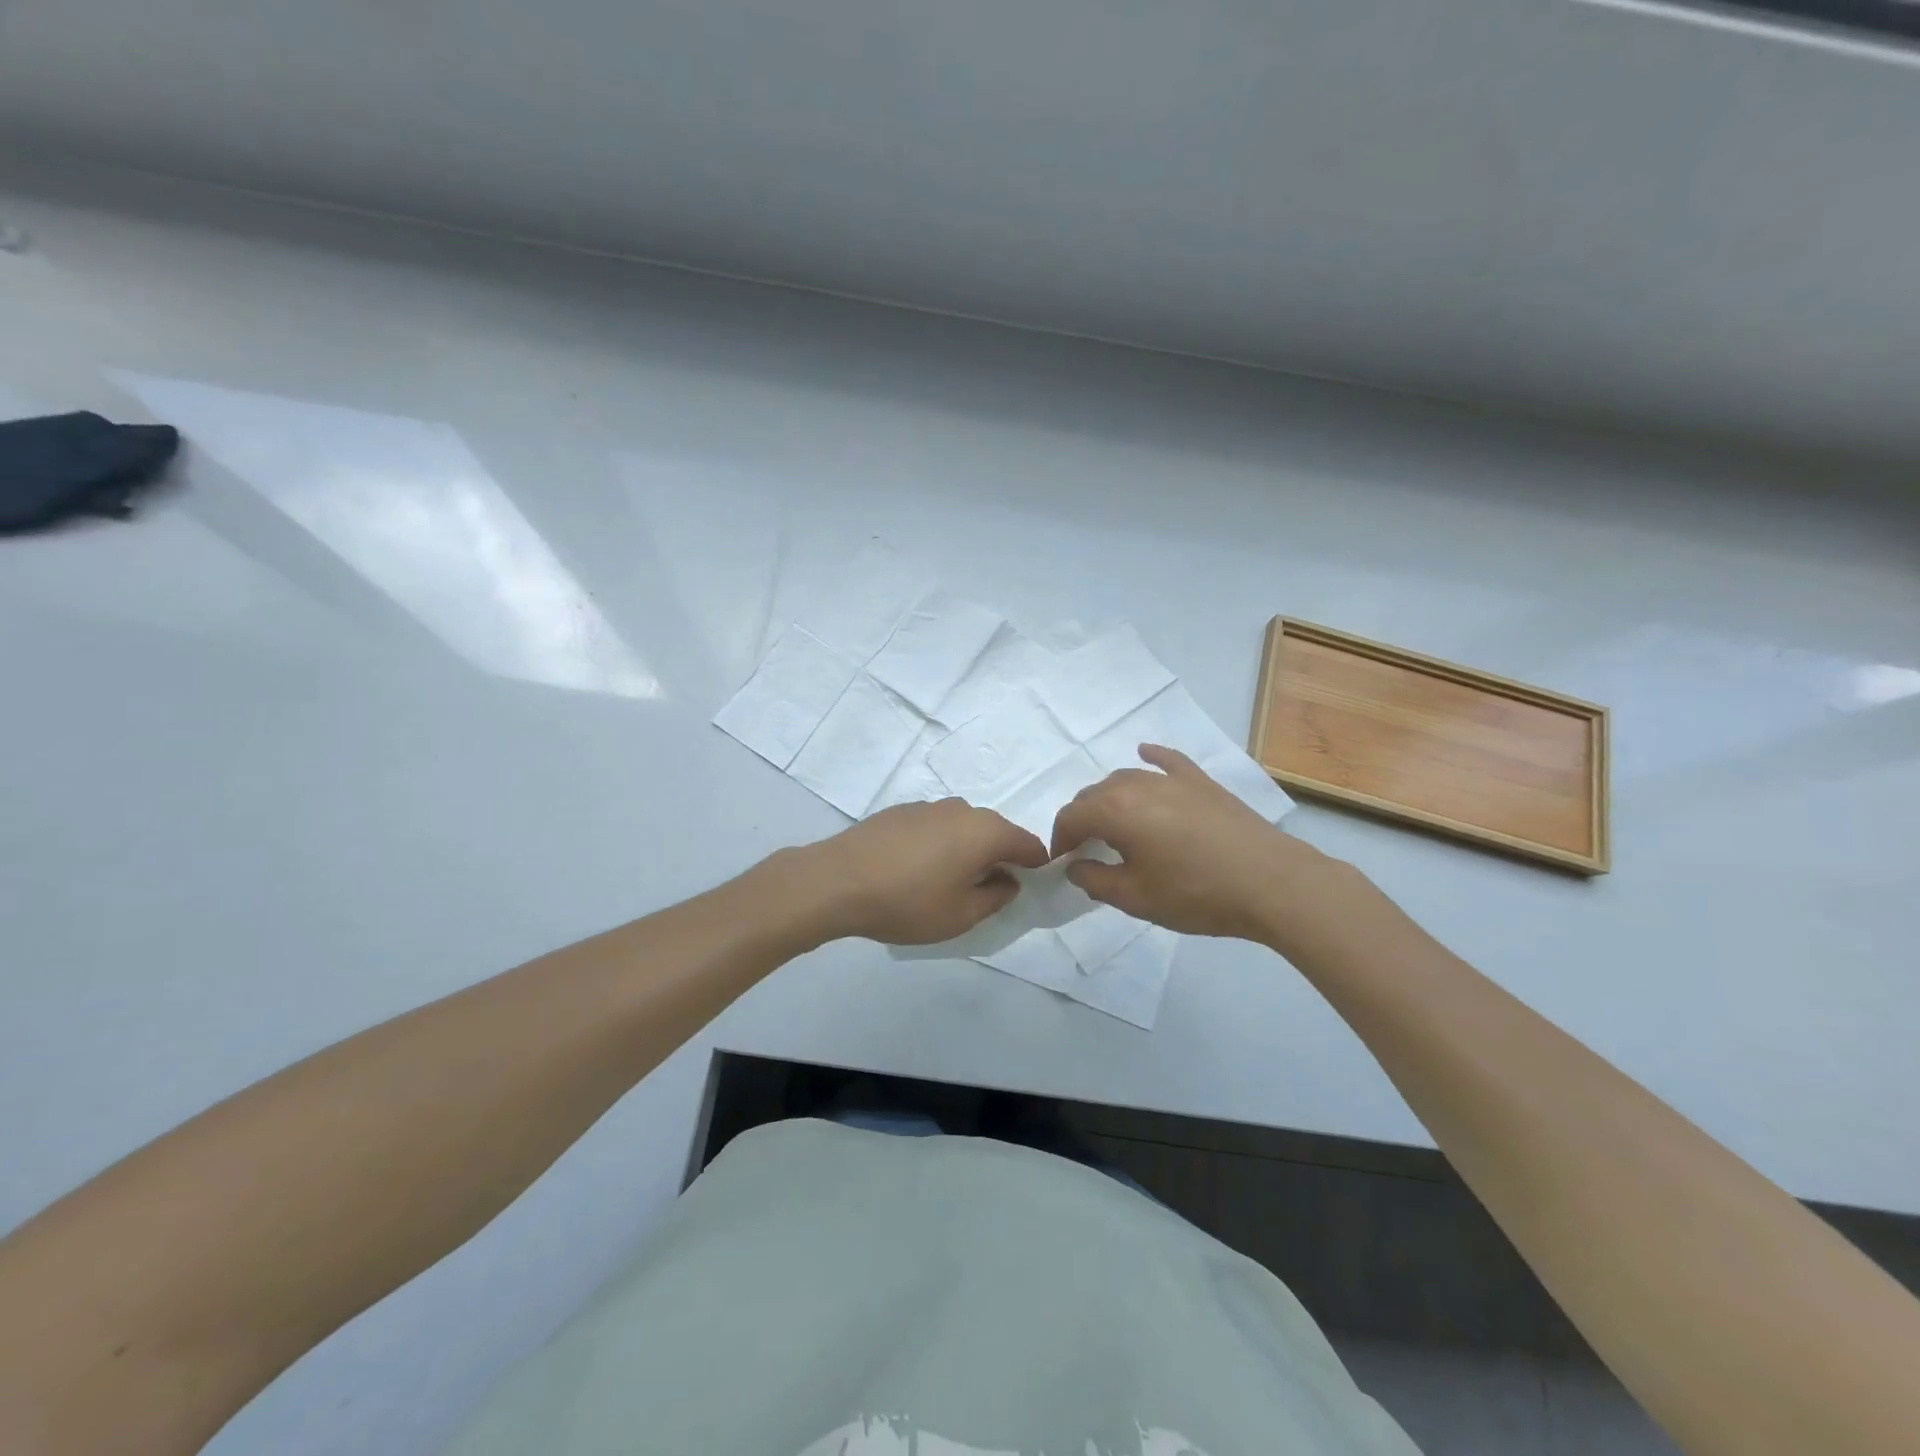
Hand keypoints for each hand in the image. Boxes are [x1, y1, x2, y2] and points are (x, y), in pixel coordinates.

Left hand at [789, 799, 1050, 945]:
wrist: (837, 881)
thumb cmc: (907, 902)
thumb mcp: (960, 915)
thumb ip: (995, 897)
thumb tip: (1009, 880)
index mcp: (985, 831)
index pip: (1027, 843)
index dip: (1035, 865)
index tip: (1031, 886)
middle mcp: (962, 809)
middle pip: (995, 831)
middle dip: (1000, 856)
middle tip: (990, 889)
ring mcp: (928, 806)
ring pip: (963, 827)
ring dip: (967, 849)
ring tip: (950, 881)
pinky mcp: (900, 811)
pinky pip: (935, 826)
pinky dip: (939, 844)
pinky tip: (918, 869)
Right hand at [1050, 744, 1330, 940]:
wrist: (1272, 883)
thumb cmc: (1196, 893)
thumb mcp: (1136, 898)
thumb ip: (1095, 880)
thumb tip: (1077, 866)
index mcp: (1115, 811)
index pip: (1071, 816)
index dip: (1060, 840)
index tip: (1062, 863)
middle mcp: (1138, 784)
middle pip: (1094, 794)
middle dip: (1082, 819)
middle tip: (1086, 850)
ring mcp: (1173, 779)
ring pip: (1125, 778)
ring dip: (1109, 798)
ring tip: (1113, 825)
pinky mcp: (1201, 782)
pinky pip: (1168, 761)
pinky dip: (1151, 757)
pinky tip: (1145, 753)